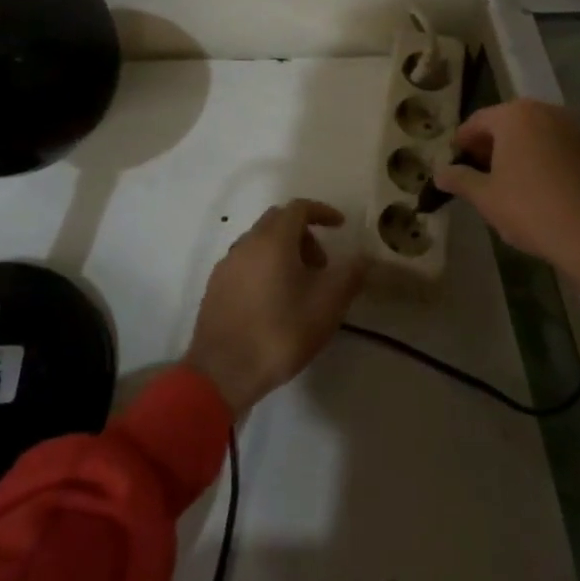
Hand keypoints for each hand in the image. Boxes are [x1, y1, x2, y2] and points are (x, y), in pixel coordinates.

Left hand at [185, 199, 365, 416]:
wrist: (223, 372)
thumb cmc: (281, 332)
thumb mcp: (327, 305)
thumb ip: (350, 275)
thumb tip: (363, 258)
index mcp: (273, 240)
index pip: (299, 208)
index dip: (322, 212)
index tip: (340, 226)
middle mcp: (246, 243)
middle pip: (278, 221)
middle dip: (304, 234)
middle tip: (322, 264)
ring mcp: (227, 264)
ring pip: (260, 242)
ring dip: (284, 251)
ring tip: (300, 286)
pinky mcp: (215, 286)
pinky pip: (246, 262)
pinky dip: (265, 266)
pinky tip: (273, 300)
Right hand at [433, 100, 579, 356]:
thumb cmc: (530, 209)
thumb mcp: (485, 197)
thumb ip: (459, 179)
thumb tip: (439, 173)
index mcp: (514, 115)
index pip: (477, 122)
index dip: (461, 143)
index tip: (453, 163)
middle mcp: (543, 111)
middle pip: (505, 123)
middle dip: (488, 145)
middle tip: (475, 173)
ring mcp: (569, 127)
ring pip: (530, 133)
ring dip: (513, 151)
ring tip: (502, 182)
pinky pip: (551, 144)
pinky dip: (537, 157)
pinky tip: (532, 185)